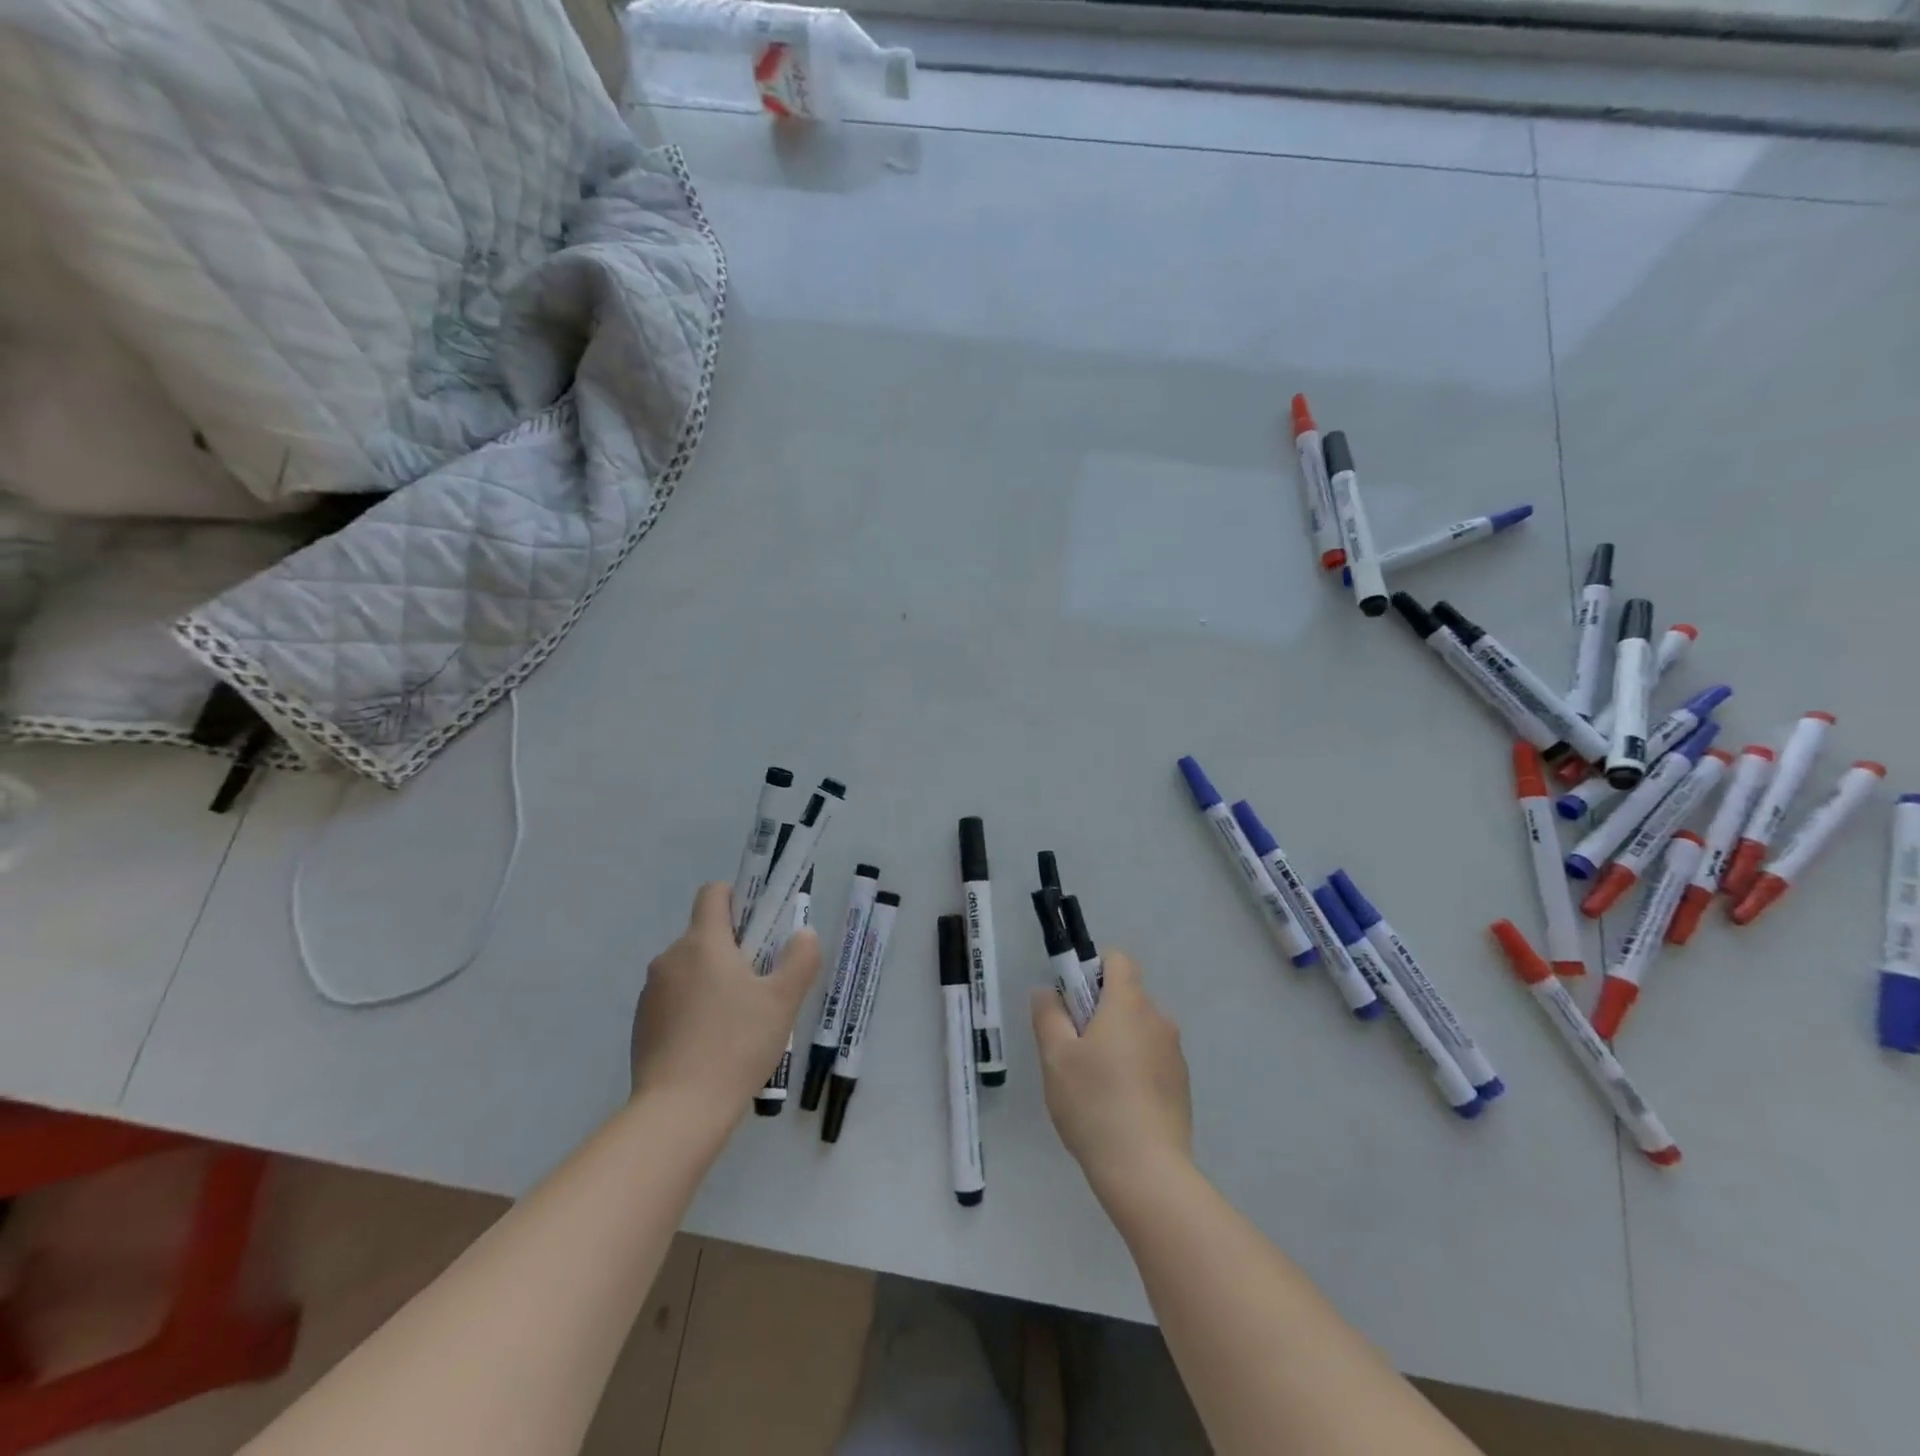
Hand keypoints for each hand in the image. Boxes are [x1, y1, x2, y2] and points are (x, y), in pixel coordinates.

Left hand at [630, 882, 820, 1115]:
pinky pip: (675, 1000)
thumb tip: (803, 934)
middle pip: (705, 934)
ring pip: (690, 969)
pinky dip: (694, 1008)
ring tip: (739, 1021)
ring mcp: (651, 992)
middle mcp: (670, 958)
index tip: (759, 926)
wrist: (678, 1111)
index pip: (713, 893)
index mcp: (703, 942)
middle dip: (734, 949)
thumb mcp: (783, 1001)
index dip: (738, 899)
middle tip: (762, 983)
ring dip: (713, 980)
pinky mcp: (642, 1024)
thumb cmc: (736, 1044)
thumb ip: (800, 959)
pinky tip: (713, 1044)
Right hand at [1032, 950, 1191, 1192]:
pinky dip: (1135, 1069)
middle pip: (1126, 996)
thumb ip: (1048, 1015)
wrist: (1147, 1171)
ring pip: (1139, 1030)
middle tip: (1073, 1050)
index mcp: (1129, 1003)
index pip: (1117, 960)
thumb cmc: (1094, 1103)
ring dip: (1118, 1042)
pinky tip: (1118, 1106)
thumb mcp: (1056, 1057)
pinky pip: (1152, 1059)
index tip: (1072, 1003)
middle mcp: (1158, 1019)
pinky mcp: (1182, 1084)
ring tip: (1094, 1085)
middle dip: (1099, 1012)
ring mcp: (1175, 1053)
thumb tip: (1047, 991)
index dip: (1092, 970)